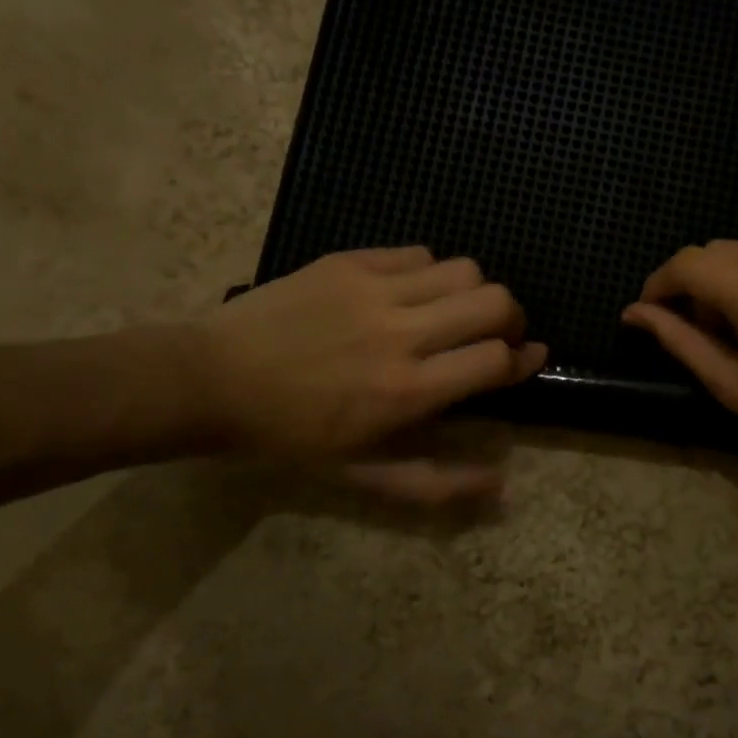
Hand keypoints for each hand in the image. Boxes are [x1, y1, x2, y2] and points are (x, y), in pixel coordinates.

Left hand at [188, 248, 545, 500]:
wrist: (212, 381)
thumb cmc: (290, 437)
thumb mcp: (363, 474)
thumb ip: (437, 482)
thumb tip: (502, 483)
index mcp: (408, 391)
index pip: (497, 359)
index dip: (521, 360)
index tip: (524, 359)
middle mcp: (403, 334)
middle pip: (496, 302)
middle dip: (510, 319)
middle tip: (493, 333)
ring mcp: (376, 291)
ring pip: (465, 269)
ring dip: (472, 292)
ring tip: (450, 310)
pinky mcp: (351, 261)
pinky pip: (419, 253)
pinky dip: (429, 272)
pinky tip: (409, 292)